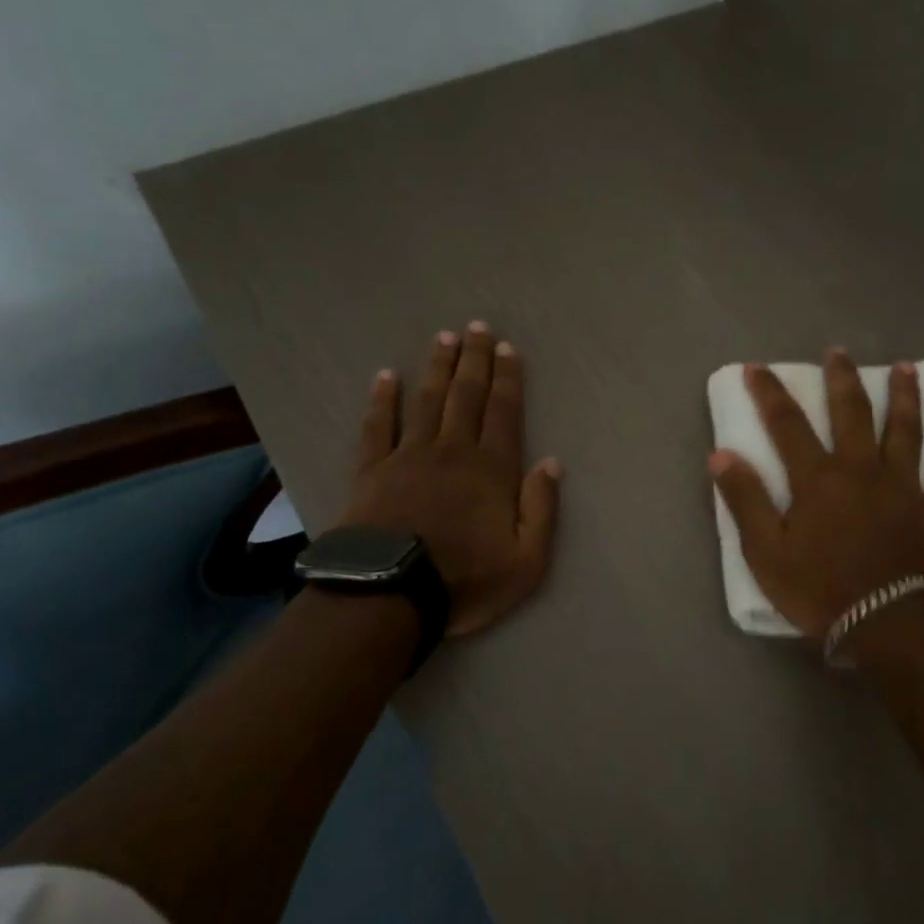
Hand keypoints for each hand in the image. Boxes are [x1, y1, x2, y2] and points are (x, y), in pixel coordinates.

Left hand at [337, 323, 561, 636]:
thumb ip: (542, 509)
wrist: (388, 596)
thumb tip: (551, 463)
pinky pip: (377, 426)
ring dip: (436, 368)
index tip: (507, 348)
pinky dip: (382, 399)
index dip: (507, 378)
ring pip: (426, 401)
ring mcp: (408, 457)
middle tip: (476, 327)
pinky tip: (386, 376)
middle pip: (466, 396)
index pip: (503, 412)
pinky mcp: (371, 470)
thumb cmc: (464, 580)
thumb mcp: (527, 561)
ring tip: (443, 338)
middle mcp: (452, 451)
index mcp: (491, 469)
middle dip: (474, 359)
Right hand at [709, 349, 923, 642]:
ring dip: (906, 399)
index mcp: (818, 478)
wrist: (888, 625)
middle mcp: (862, 470)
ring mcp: (904, 488)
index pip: (787, 424)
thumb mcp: (765, 552)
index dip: (770, 393)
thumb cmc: (820, 590)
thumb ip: (745, 501)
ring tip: (908, 369)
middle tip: (839, 352)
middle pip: (853, 413)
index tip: (758, 368)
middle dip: (842, 379)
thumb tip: (721, 455)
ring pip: (907, 433)